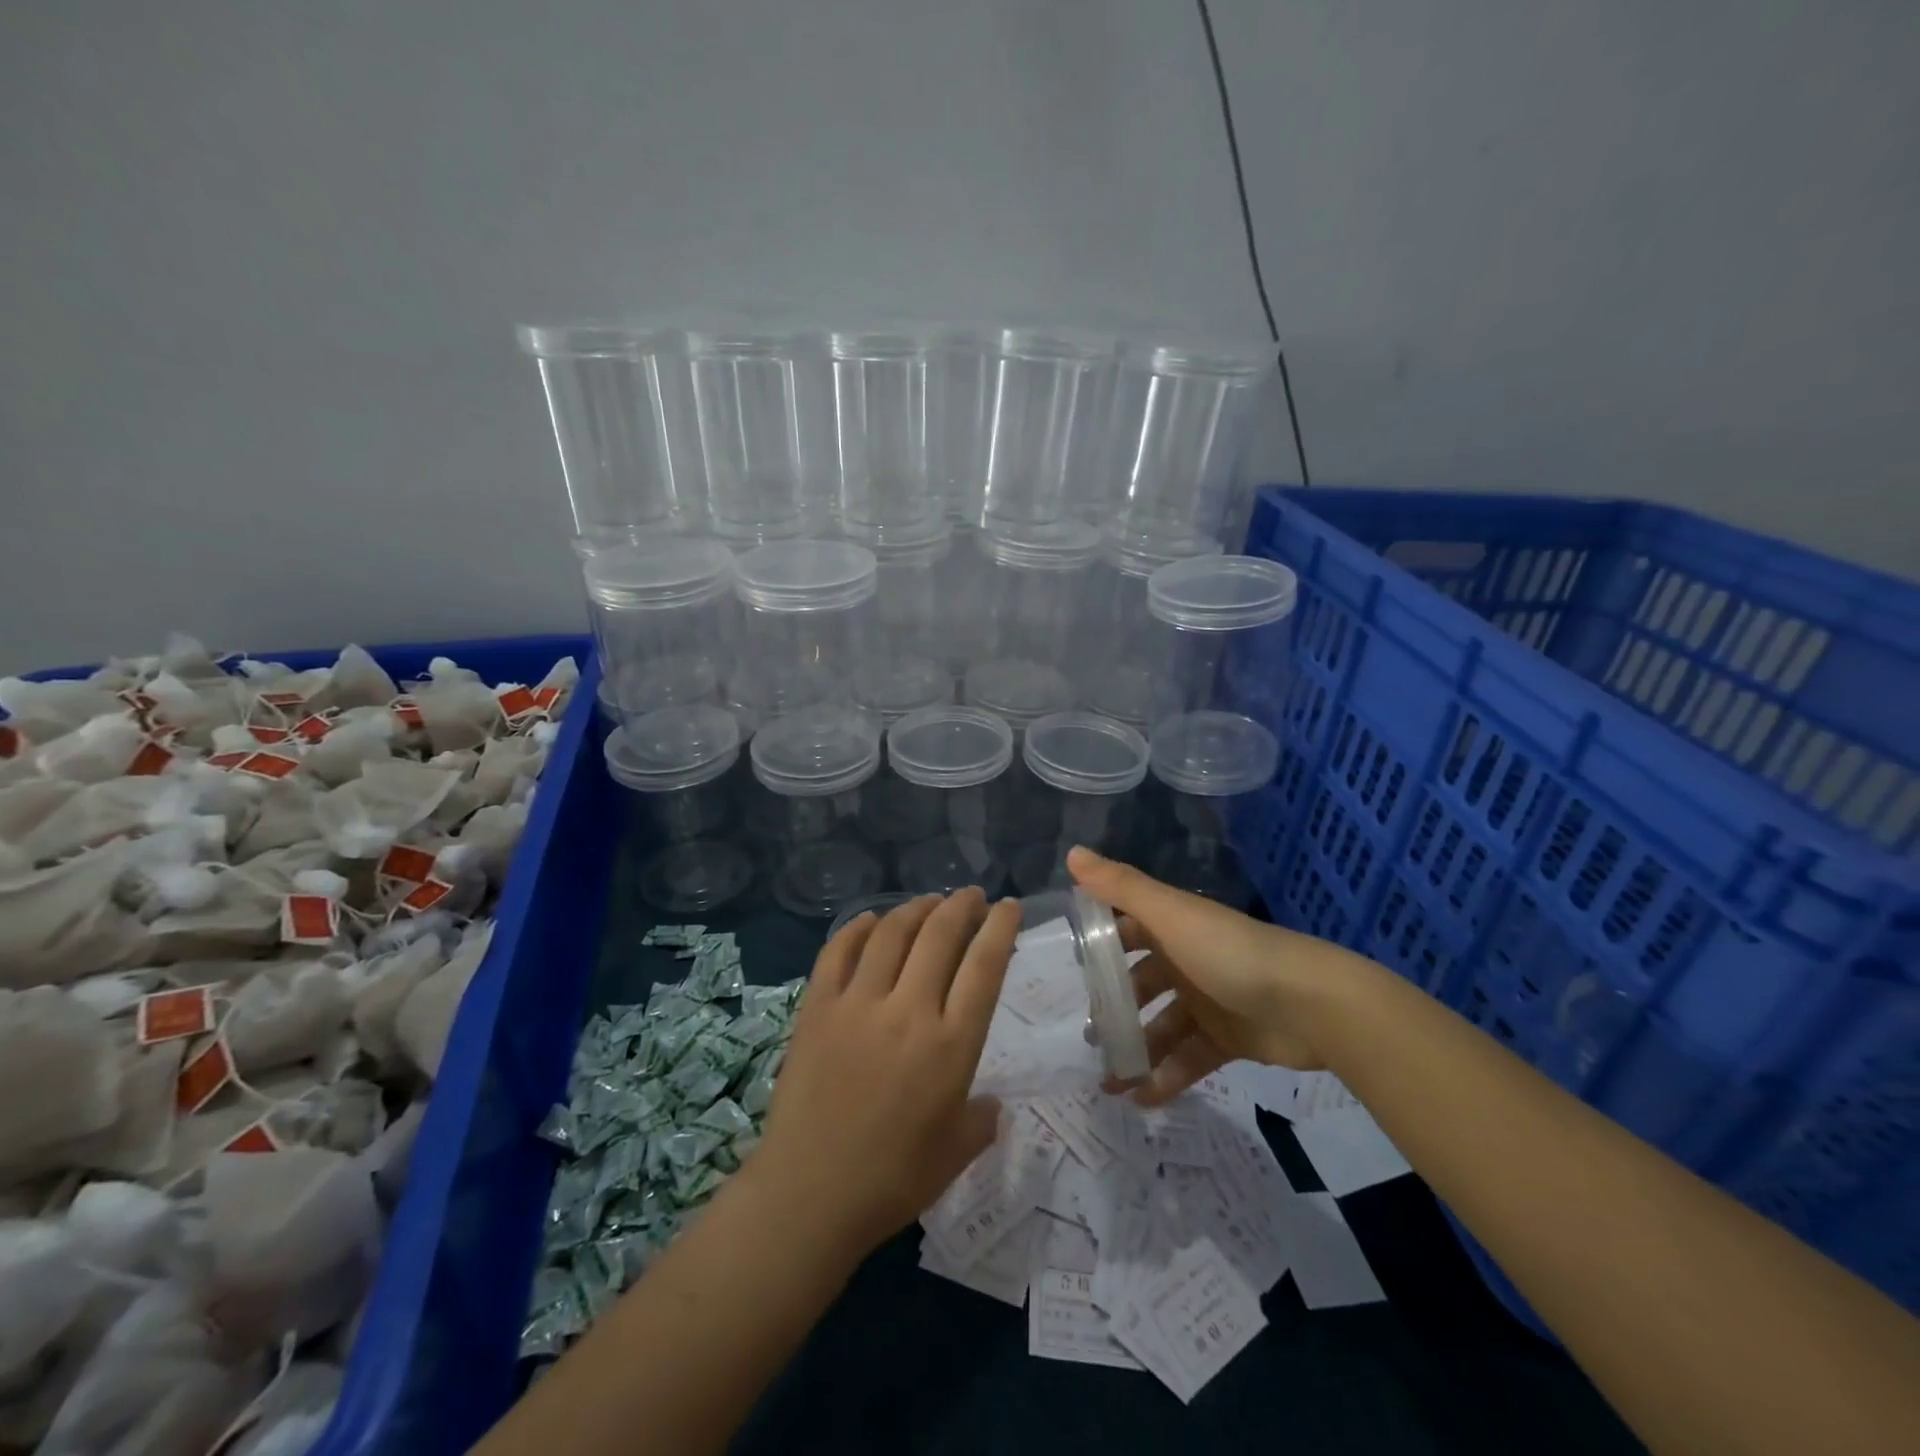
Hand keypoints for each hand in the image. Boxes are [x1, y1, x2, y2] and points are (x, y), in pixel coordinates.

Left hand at [752, 889, 1018, 1257]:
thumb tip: (992, 1103)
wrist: (807, 1196)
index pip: (984, 966)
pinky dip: (856, 928)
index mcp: (951, 1045)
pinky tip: (870, 919)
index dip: (1000, 927)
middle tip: (971, 896)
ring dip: (915, 908)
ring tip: (929, 902)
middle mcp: (908, 1011)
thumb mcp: (955, 1154)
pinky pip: (837, 952)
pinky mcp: (817, 1009)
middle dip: (961, 906)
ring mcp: (857, 1004)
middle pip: (940, 936)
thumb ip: (981, 1120)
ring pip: (891, 933)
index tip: (1009, 906)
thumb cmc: (891, 1180)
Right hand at [1068, 846, 1351, 1103]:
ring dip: (1135, 1049)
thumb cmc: (1229, 953)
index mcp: (1172, 927)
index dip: (1098, 945)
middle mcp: (1186, 960)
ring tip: (1107, 1079)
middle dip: (1112, 1007)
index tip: (1068, 969)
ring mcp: (1207, 1001)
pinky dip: (1165, 1077)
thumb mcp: (1170, 914)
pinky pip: (1187, 1058)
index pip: (1125, 929)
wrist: (1310, 1005)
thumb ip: (1120, 886)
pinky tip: (1141, 1098)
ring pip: (1160, 1026)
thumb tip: (1071, 851)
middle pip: (1139, 983)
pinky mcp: (1227, 1040)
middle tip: (1086, 1034)